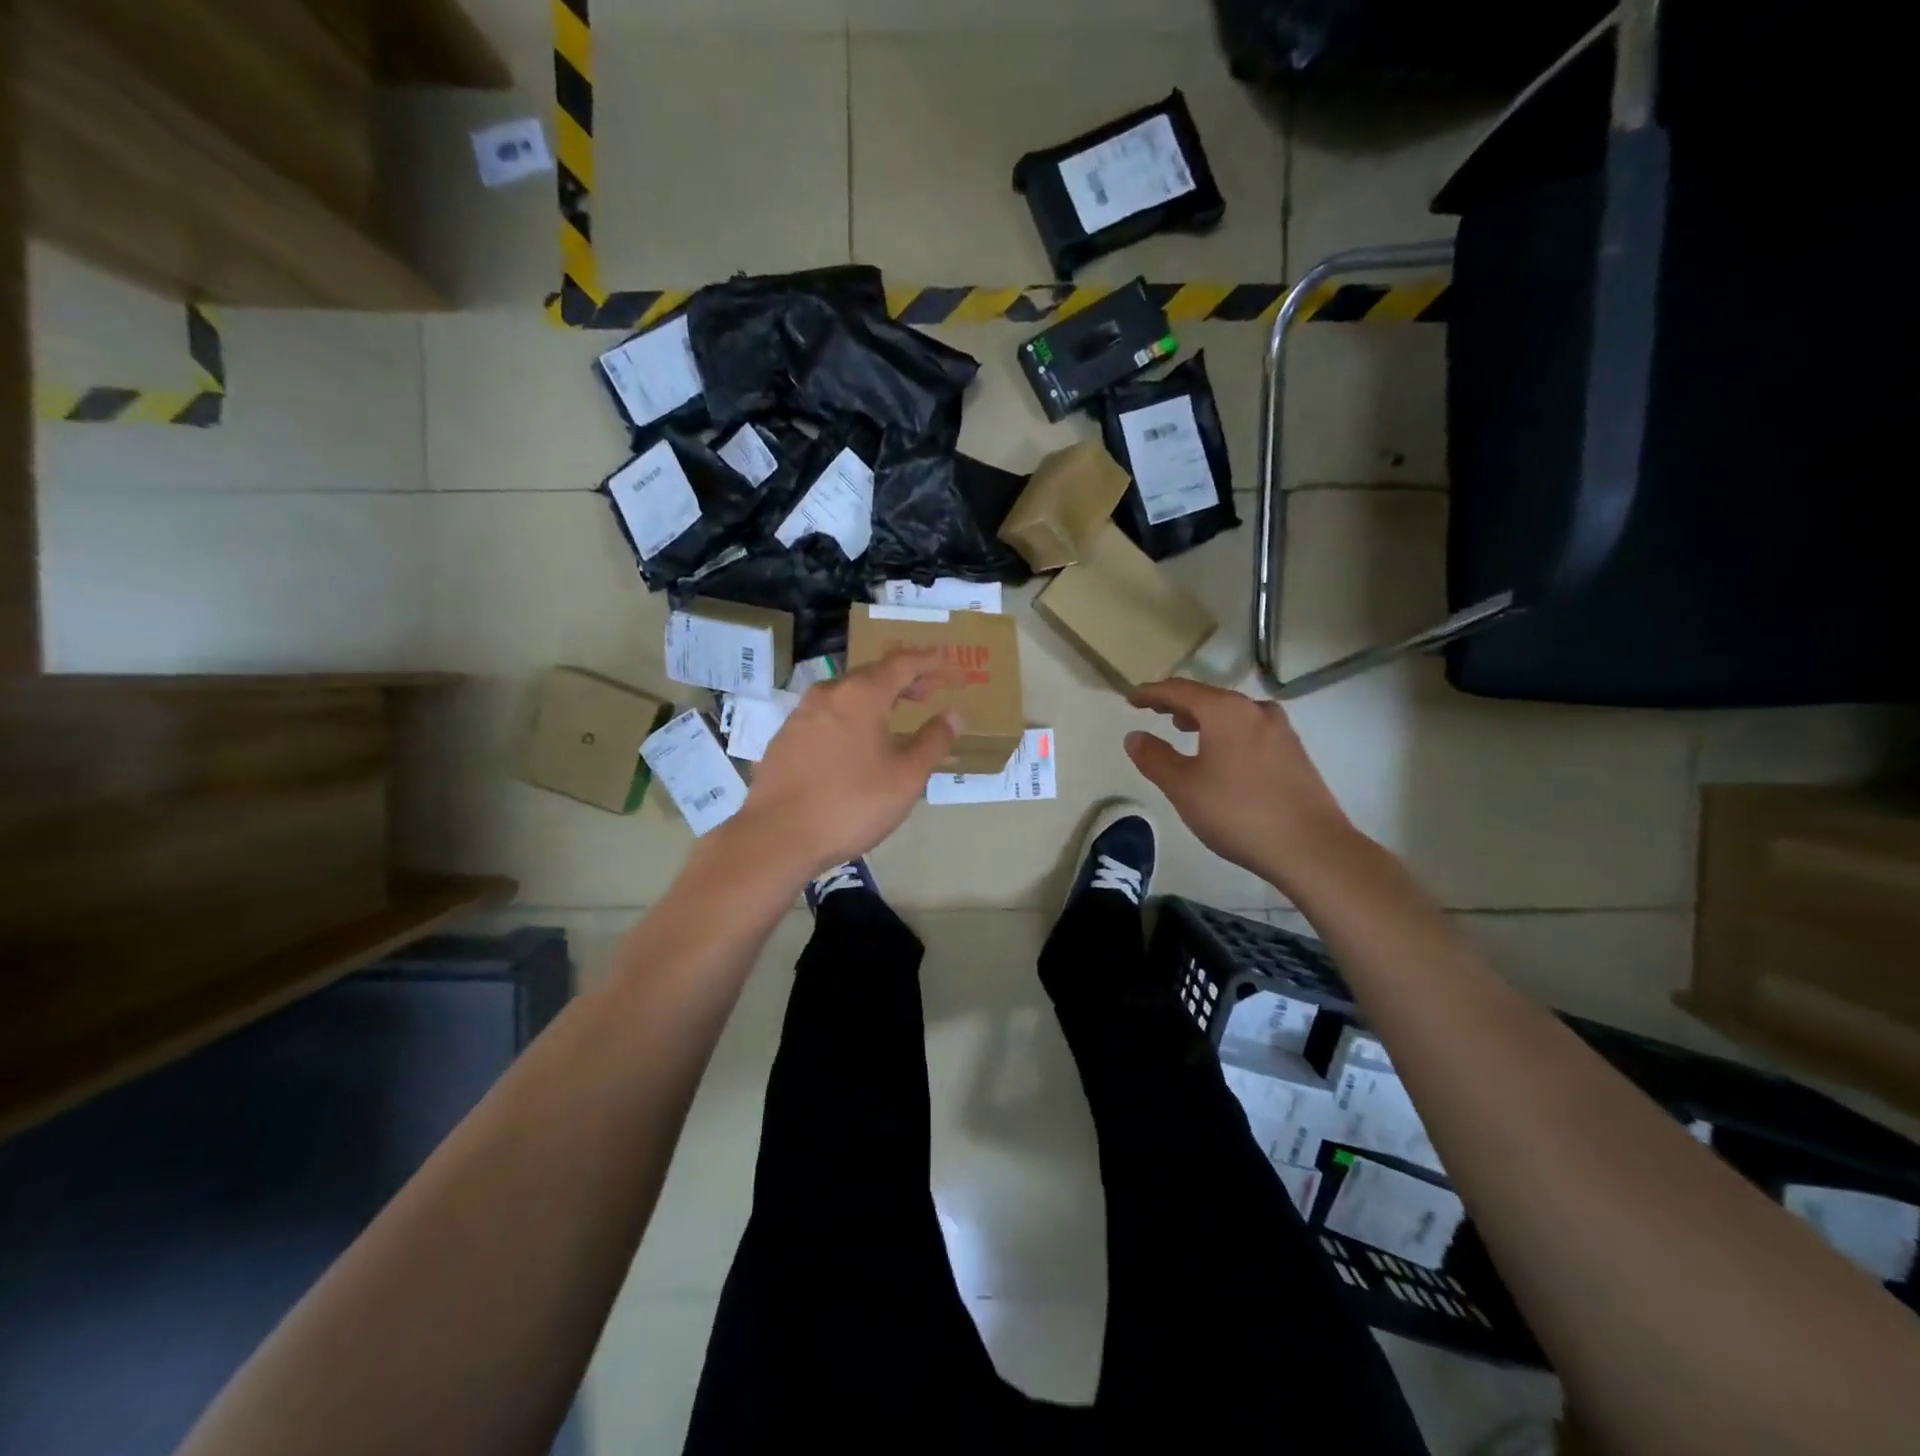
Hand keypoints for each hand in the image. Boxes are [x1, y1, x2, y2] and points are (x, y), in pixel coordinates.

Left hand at [727, 650, 956, 878]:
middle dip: (904, 680)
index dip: (928, 661)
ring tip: (896, 716)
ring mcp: (801, 715)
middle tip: (929, 692)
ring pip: (846, 695)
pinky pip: (827, 716)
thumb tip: (954, 714)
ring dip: (876, 699)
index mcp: (861, 695)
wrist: (777, 837)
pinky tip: (857, 742)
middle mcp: (828, 694)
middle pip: (872, 675)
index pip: (902, 663)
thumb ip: (934, 741)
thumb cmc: (851, 804)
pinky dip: (851, 717)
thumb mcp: (906, 777)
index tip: (948, 663)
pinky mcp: (785, 739)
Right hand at [1125, 679, 1358, 891]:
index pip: (1179, 689)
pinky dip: (1228, 732)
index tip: (1131, 699)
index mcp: (1225, 711)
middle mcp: (1255, 710)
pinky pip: (1251, 729)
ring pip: (1233, 713)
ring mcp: (1281, 730)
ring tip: (1185, 729)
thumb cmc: (1237, 812)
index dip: (1151, 693)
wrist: (1310, 847)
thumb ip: (1155, 758)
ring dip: (1205, 717)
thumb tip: (1134, 736)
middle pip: (1209, 697)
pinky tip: (1223, 754)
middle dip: (1179, 703)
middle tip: (1155, 711)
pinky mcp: (1295, 753)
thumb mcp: (1183, 787)